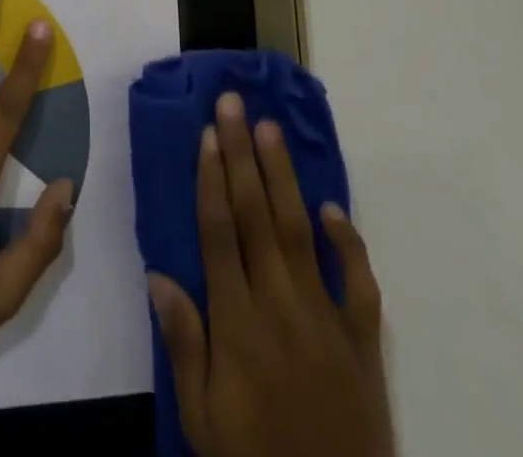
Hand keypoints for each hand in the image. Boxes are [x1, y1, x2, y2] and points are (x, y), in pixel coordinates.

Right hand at [147, 92, 393, 456]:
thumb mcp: (203, 419)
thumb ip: (183, 343)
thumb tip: (158, 273)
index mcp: (237, 322)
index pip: (219, 232)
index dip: (212, 178)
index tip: (208, 133)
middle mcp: (280, 305)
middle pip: (256, 214)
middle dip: (242, 154)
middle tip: (233, 103)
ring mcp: (326, 319)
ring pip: (301, 231)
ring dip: (283, 176)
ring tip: (269, 128)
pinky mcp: (363, 341)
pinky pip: (359, 283)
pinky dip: (349, 243)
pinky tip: (332, 208)